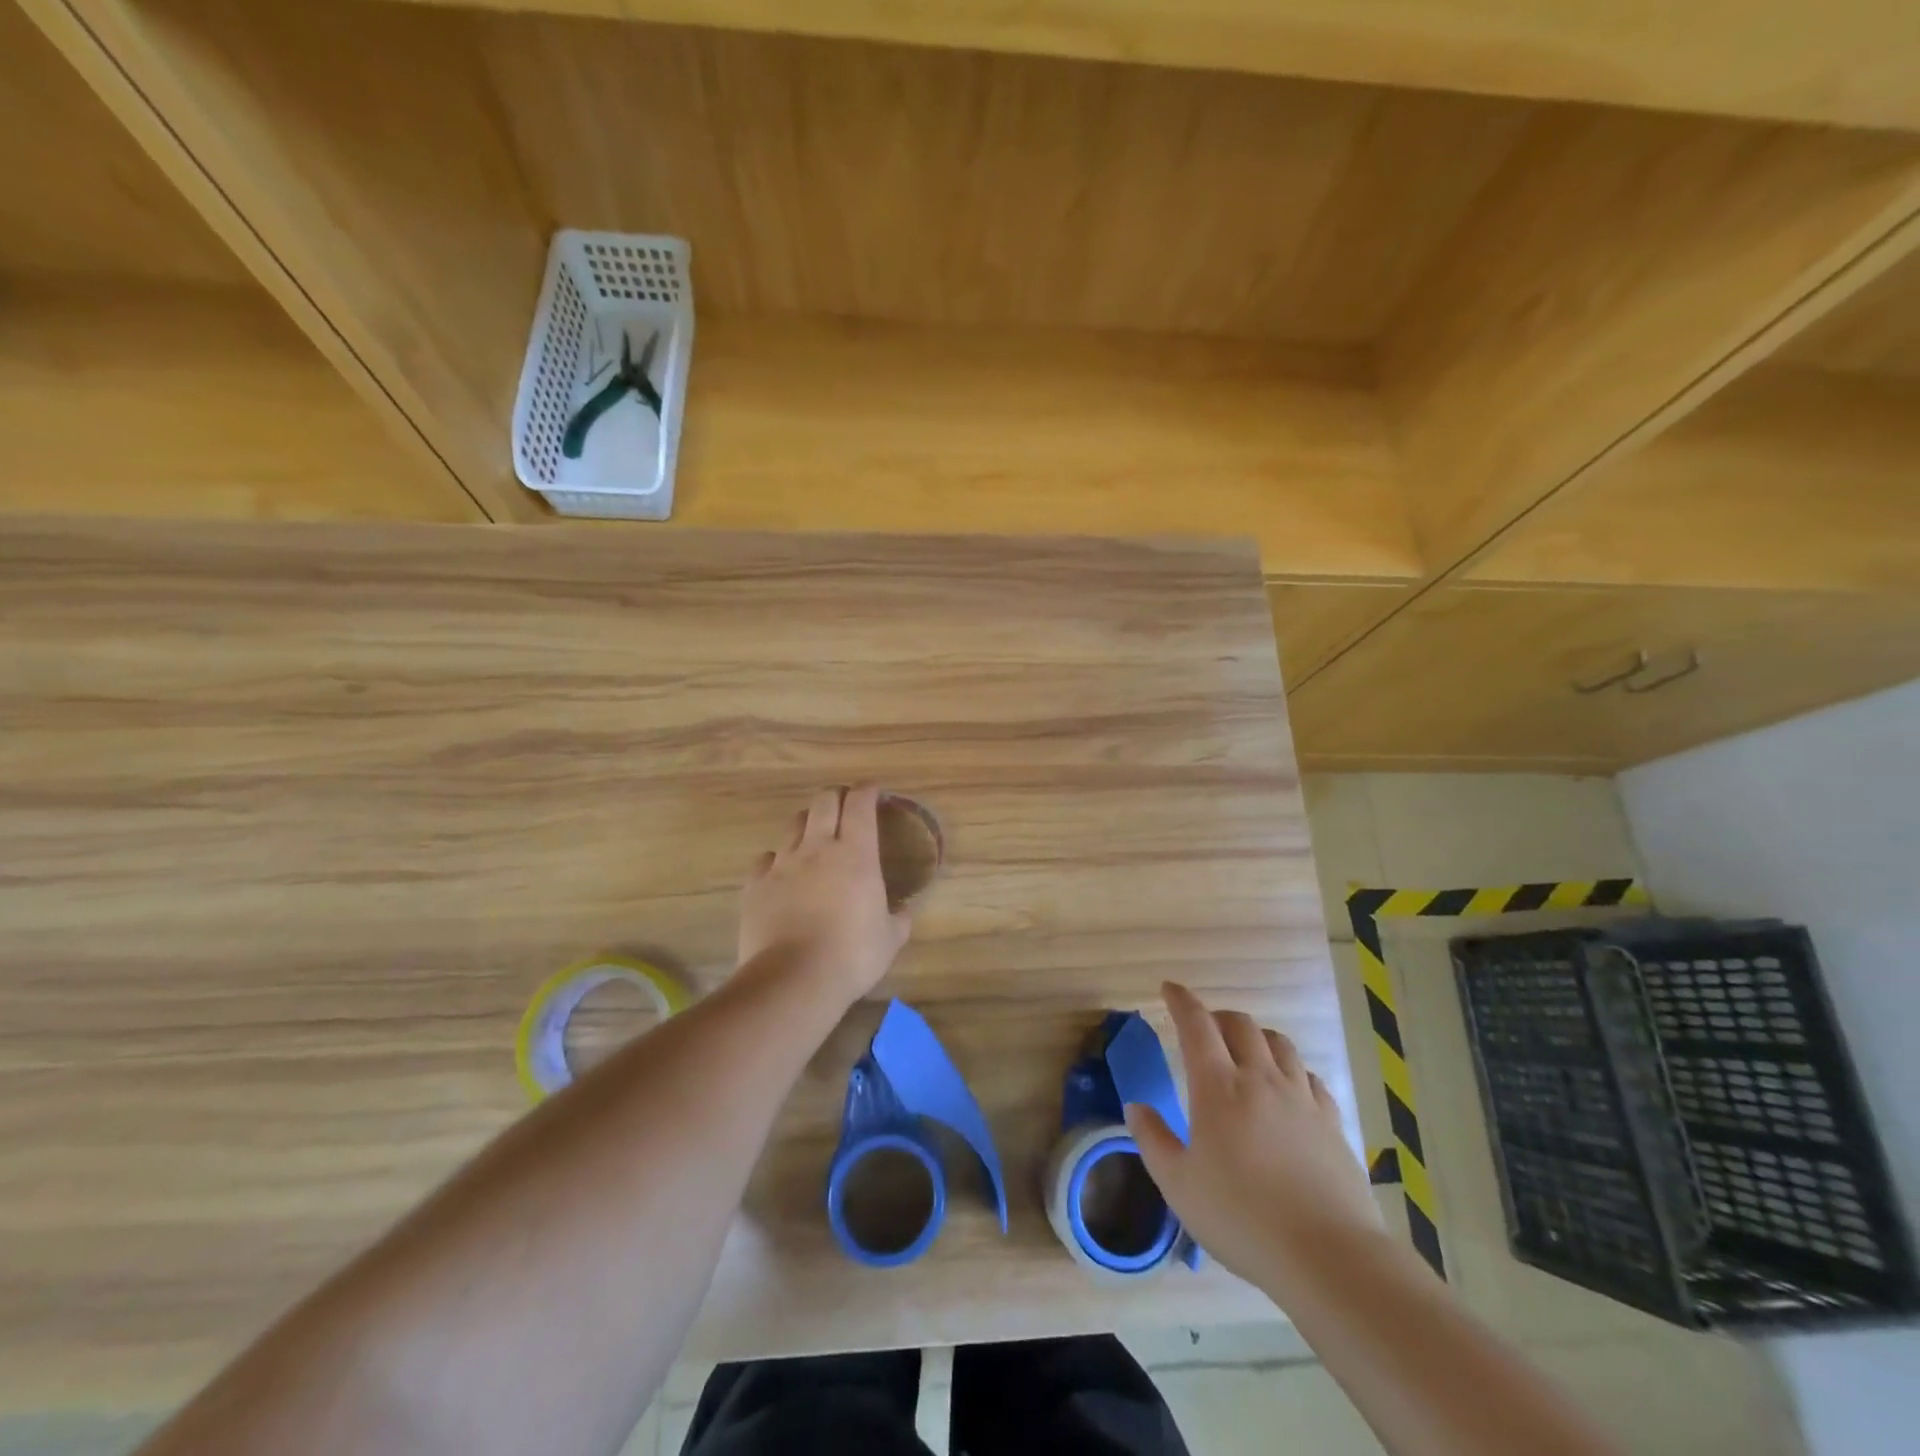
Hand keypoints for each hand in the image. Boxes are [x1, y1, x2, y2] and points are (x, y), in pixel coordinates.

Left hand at [737, 786, 911, 1004]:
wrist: (793, 979)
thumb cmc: (852, 956)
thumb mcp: (890, 939)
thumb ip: (899, 919)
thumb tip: (903, 912)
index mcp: (856, 854)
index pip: (860, 804)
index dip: (867, 791)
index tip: (873, 791)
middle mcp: (818, 848)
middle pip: (824, 801)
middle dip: (836, 796)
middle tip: (846, 807)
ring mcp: (783, 863)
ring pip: (794, 824)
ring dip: (808, 823)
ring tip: (815, 837)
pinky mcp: (756, 884)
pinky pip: (767, 858)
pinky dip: (778, 859)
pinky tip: (782, 873)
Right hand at [1126, 982, 1381, 1290]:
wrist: (1328, 1256)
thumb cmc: (1241, 1218)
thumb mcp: (1179, 1185)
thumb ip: (1153, 1140)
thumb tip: (1135, 1107)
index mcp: (1218, 1087)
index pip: (1196, 1025)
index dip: (1181, 1001)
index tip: (1169, 989)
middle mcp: (1261, 1079)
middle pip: (1241, 1025)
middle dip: (1218, 1017)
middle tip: (1205, 1028)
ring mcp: (1301, 1098)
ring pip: (1279, 1044)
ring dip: (1257, 1037)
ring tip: (1247, 1051)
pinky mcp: (1332, 1122)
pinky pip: (1309, 1077)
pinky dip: (1291, 1070)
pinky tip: (1289, 1088)